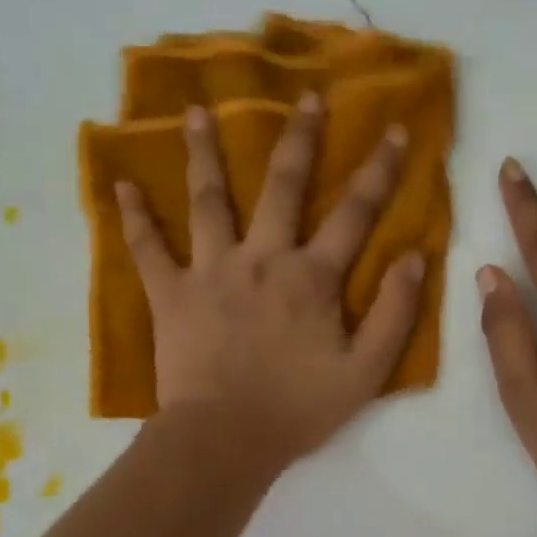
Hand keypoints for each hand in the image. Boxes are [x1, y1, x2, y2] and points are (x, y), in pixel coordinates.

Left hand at [116, 96, 424, 470]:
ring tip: (196, 111)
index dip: (378, 170)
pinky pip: (148, 249)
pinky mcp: (171, 294)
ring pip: (208, 200)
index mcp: (311, 278)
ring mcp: (212, 271)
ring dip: (204, 152)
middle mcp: (262, 259)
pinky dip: (134, 217)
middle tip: (306, 96)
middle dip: (300, 138)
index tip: (393, 130)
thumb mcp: (366, 372)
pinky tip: (121, 184)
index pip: (354, 213)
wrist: (226, 440)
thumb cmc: (298, 409)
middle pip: (283, 186)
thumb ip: (394, 313)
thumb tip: (416, 258)